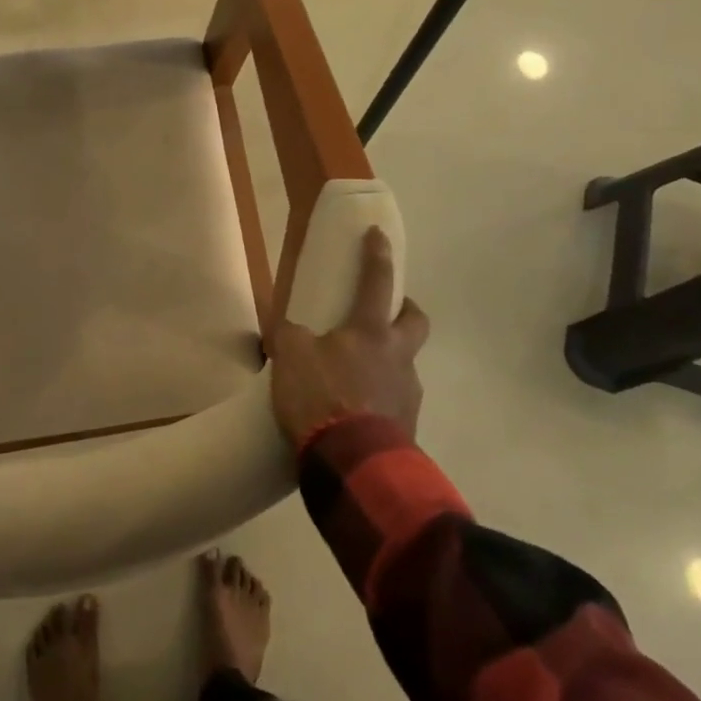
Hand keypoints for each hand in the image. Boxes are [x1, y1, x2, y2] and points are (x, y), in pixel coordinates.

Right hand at [269, 228, 429, 448]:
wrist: (354, 465)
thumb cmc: (322, 397)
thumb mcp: (290, 356)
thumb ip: (288, 335)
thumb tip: (283, 329)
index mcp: (371, 331)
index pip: (378, 281)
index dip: (377, 255)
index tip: (378, 234)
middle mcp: (398, 355)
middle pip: (416, 320)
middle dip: (406, 309)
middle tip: (383, 313)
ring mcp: (407, 392)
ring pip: (405, 363)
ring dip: (388, 360)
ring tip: (355, 375)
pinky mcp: (408, 426)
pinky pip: (395, 401)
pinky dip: (380, 398)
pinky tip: (356, 411)